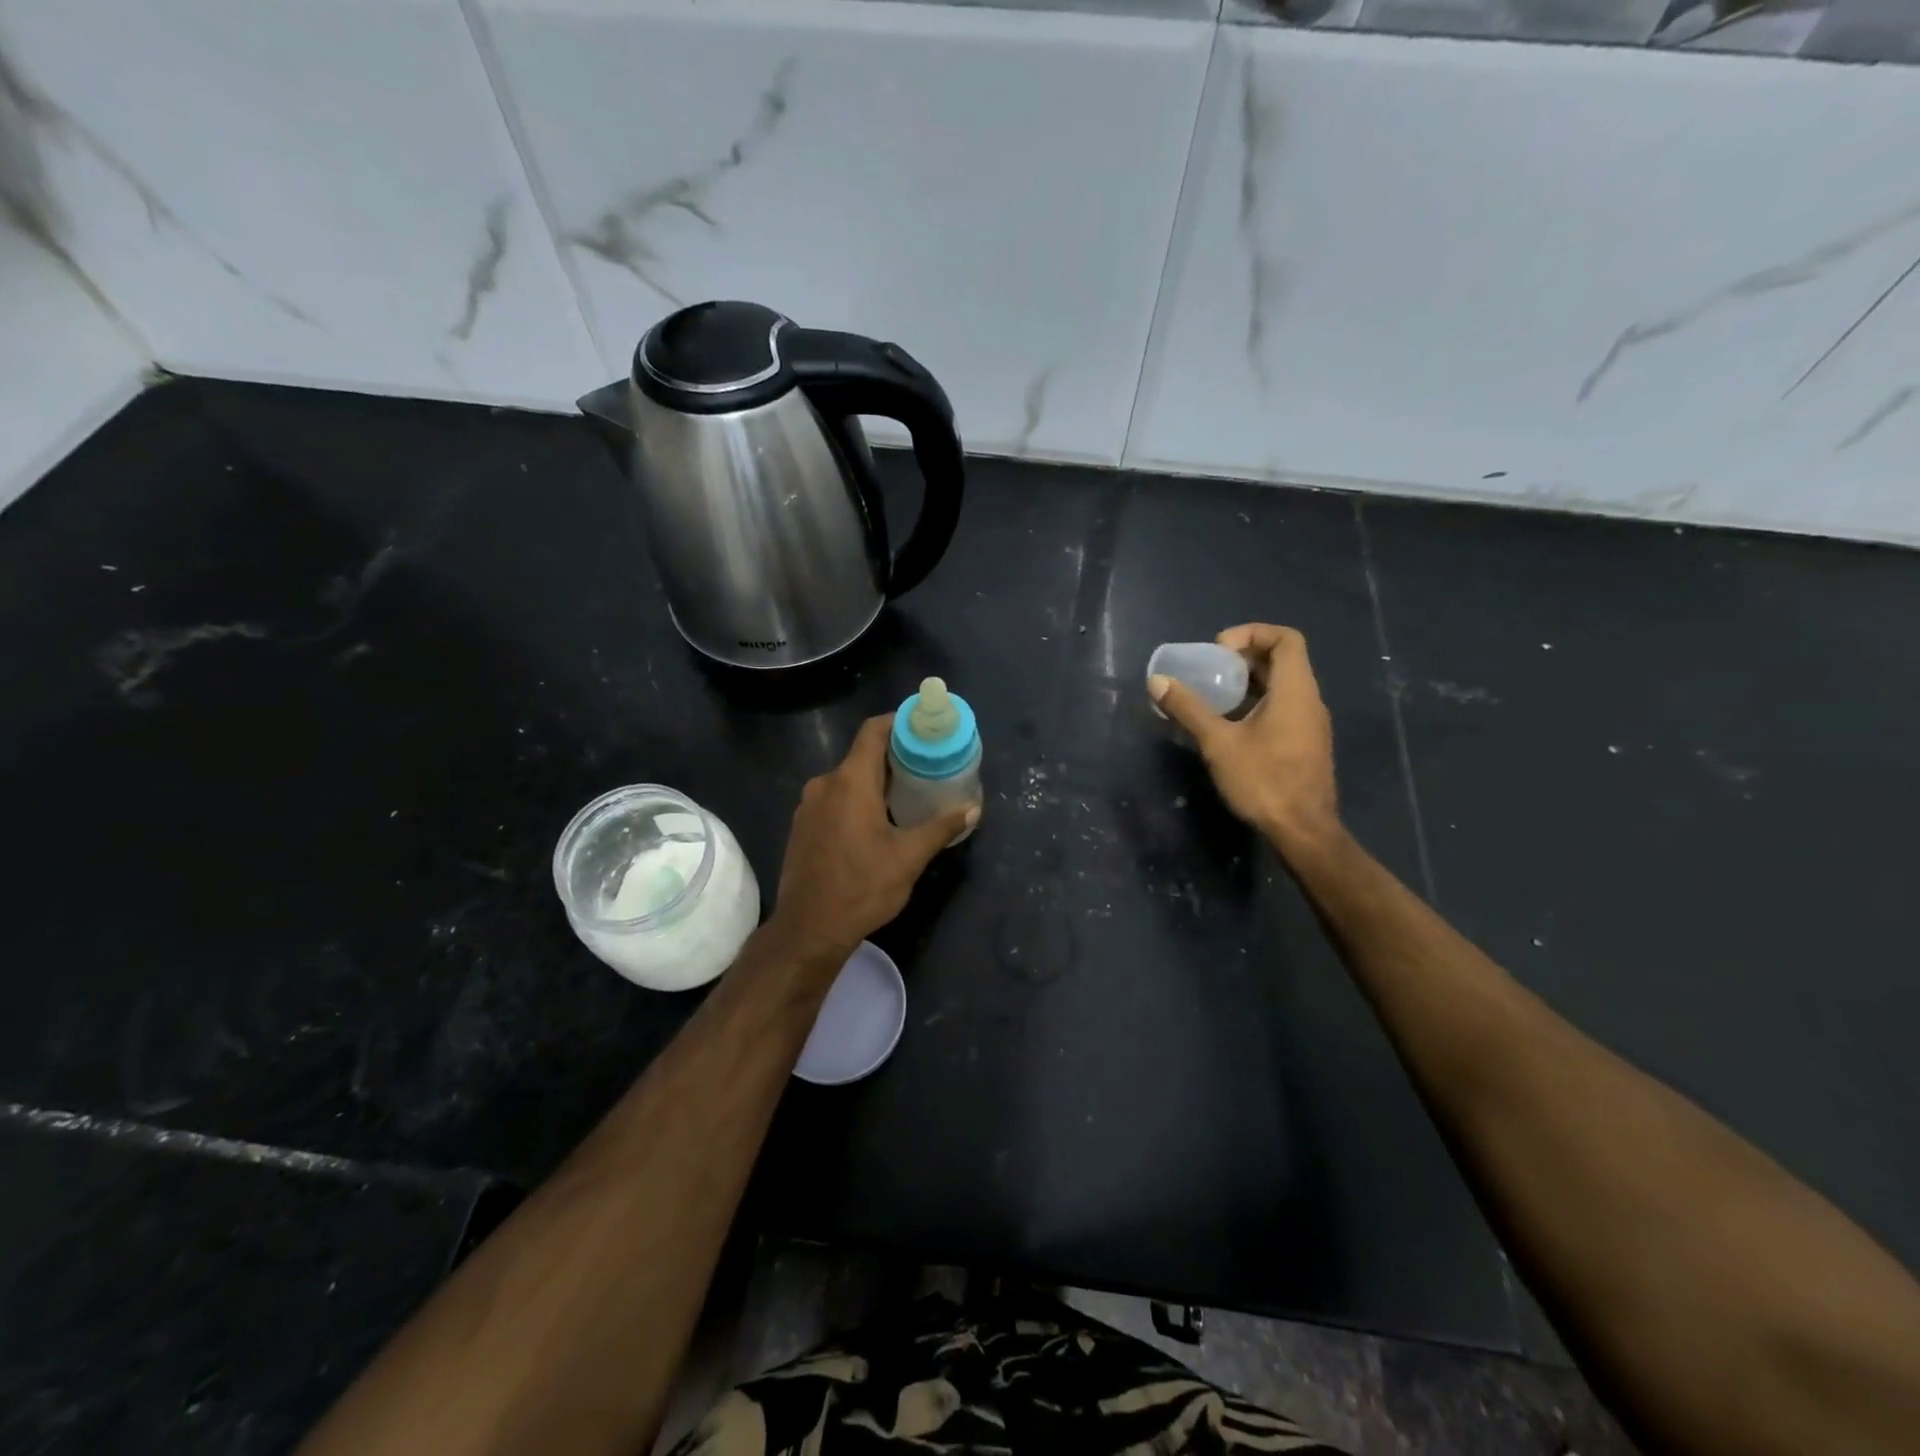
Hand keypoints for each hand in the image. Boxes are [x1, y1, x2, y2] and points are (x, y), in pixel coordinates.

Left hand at [764, 716, 977, 964]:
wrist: (808, 928)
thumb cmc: (862, 887)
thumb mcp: (909, 857)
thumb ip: (941, 827)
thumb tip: (973, 809)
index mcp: (851, 782)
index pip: (873, 731)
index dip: (898, 722)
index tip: (924, 728)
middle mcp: (825, 784)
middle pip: (862, 755)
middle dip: (894, 757)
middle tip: (926, 767)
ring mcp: (809, 805)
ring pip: (847, 779)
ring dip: (875, 781)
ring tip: (907, 796)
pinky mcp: (802, 825)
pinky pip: (834, 798)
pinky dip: (856, 799)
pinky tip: (876, 822)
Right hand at [1148, 624, 1340, 852]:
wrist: (1302, 831)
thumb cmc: (1263, 780)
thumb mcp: (1218, 742)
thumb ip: (1188, 708)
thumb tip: (1156, 681)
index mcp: (1295, 690)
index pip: (1285, 638)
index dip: (1252, 633)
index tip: (1219, 650)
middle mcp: (1309, 700)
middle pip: (1282, 660)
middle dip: (1243, 658)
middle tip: (1209, 671)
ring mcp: (1310, 724)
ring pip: (1281, 687)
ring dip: (1248, 683)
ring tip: (1213, 696)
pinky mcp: (1305, 744)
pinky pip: (1282, 708)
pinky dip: (1256, 704)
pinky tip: (1229, 726)